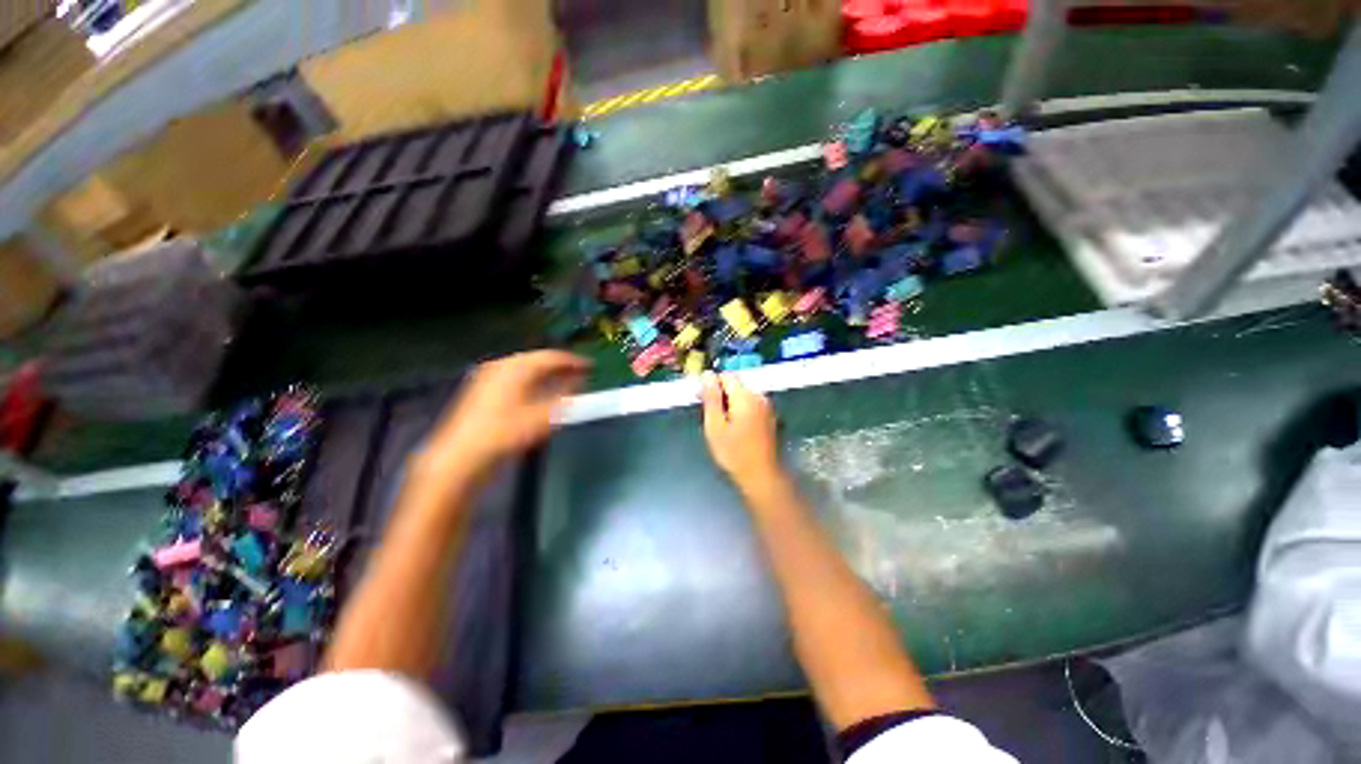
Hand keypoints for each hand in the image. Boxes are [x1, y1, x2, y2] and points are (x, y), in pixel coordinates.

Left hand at [422, 350, 589, 478]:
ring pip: (526, 370)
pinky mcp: (483, 392)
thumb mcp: (544, 417)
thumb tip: (580, 383)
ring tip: (565, 384)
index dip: (573, 361)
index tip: (590, 366)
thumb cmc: (506, 433)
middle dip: (560, 368)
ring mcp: (489, 378)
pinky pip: (516, 379)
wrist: (462, 456)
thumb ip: (566, 397)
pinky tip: (540, 394)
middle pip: (537, 360)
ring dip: (547, 375)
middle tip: (580, 375)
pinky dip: (533, 383)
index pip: (551, 357)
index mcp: (515, 367)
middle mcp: (501, 366)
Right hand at [701, 372, 782, 487]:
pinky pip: (751, 404)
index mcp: (745, 396)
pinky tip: (736, 429)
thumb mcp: (715, 426)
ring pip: (743, 395)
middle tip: (711, 416)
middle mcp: (759, 396)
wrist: (762, 476)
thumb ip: (711, 398)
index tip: (702, 401)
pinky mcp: (770, 416)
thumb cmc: (735, 453)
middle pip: (735, 384)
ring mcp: (767, 406)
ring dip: (730, 403)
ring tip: (722, 425)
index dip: (711, 385)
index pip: (726, 376)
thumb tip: (707, 375)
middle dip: (721, 395)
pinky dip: (741, 410)